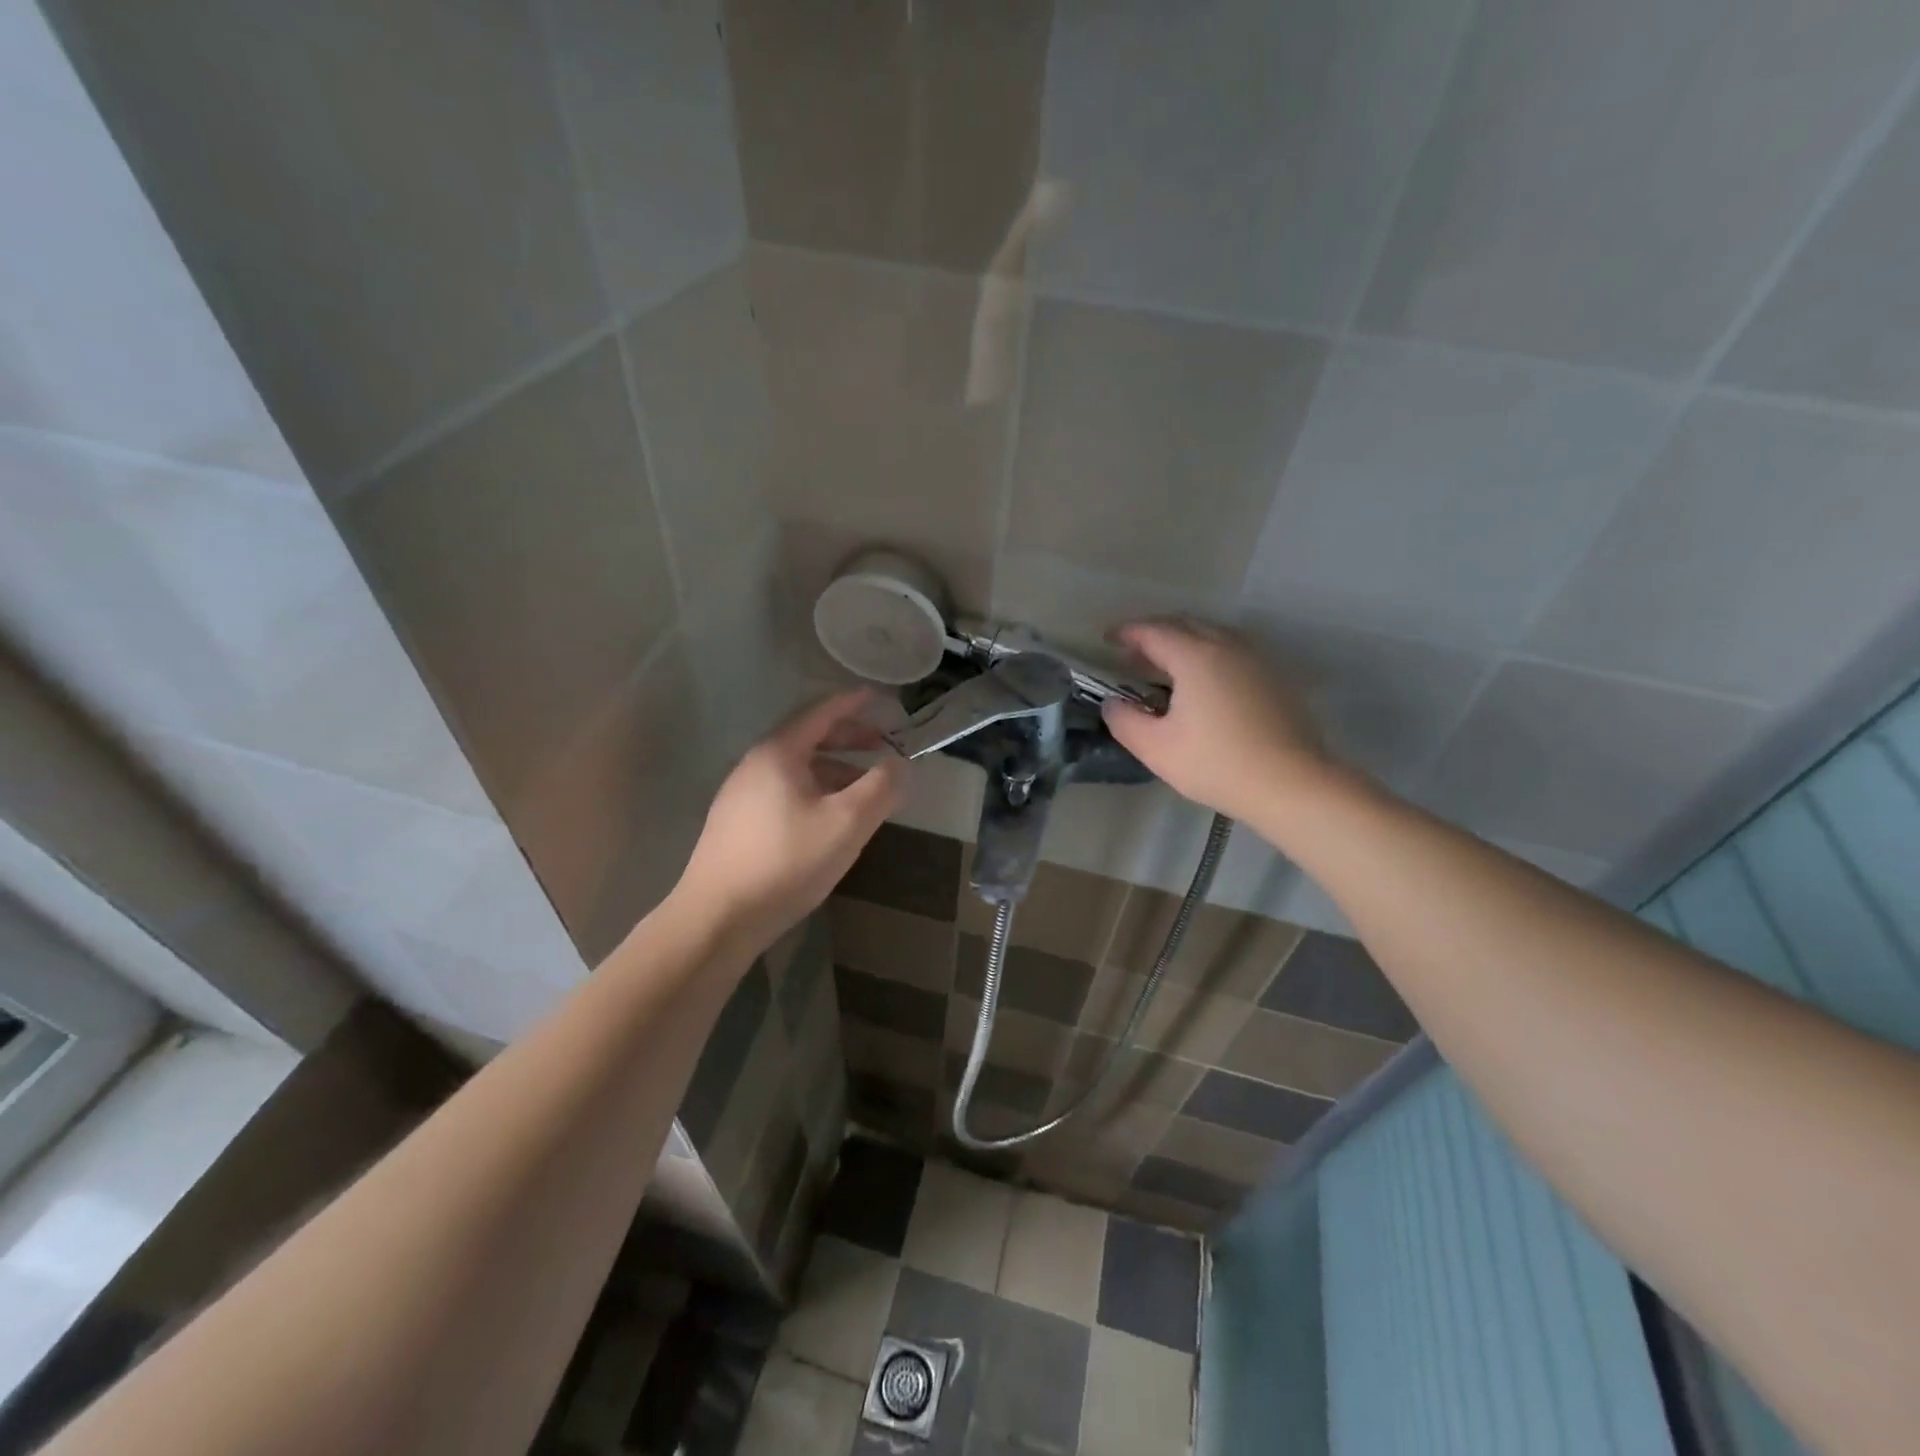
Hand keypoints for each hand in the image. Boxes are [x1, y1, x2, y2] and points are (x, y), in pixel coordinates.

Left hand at [674, 691, 902, 953]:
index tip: (880, 697)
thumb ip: (880, 788)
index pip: (821, 713)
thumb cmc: (787, 861)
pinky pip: (785, 792)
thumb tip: (899, 764)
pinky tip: (830, 820)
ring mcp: (741, 795)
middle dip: (849, 739)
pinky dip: (816, 792)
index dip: (853, 704)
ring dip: (835, 770)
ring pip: (797, 770)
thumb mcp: (847, 823)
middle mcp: (755, 765)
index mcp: (778, 753)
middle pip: (808, 739)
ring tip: (865, 789)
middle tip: (883, 744)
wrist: (717, 918)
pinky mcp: (736, 824)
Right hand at [1101, 619, 1327, 821]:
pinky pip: (1231, 650)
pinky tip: (1201, 682)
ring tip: (1164, 666)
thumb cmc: (1216, 764)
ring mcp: (1255, 659)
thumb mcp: (1155, 748)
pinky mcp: (1273, 676)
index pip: (1153, 631)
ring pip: (1211, 634)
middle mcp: (1227, 646)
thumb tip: (1113, 703)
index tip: (1108, 639)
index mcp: (1195, 656)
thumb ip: (1124, 720)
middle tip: (1132, 653)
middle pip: (1184, 624)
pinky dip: (1206, 653)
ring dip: (1182, 641)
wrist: (1290, 783)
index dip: (1127, 632)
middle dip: (1154, 633)